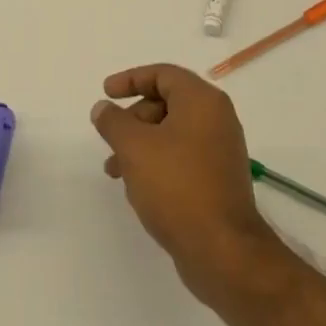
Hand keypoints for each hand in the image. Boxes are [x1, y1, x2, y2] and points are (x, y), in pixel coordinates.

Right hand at [92, 64, 281, 306]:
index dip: (131, 79)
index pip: (163, 74)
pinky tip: (137, 187)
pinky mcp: (218, 180)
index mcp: (202, 101)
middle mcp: (217, 120)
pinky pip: (181, 158)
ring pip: (172, 133)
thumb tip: (103, 108)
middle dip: (133, 118)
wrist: (222, 250)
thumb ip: (113, 121)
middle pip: (167, 103)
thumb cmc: (176, 186)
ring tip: (114, 170)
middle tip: (110, 136)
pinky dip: (156, 162)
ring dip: (140, 144)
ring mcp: (220, 151)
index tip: (106, 93)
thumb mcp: (134, 147)